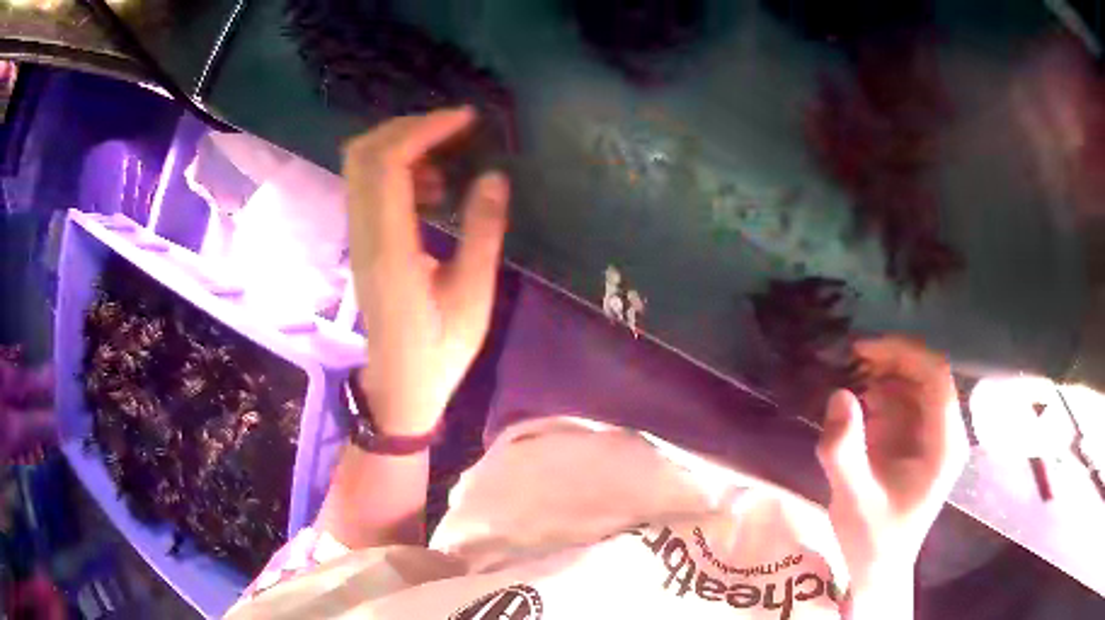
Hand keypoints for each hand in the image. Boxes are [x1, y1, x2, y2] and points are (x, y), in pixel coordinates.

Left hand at [343, 107, 509, 434]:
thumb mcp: (474, 295)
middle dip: (409, 127)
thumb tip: (493, 176)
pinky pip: (369, 187)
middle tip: (455, 129)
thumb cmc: (440, 351)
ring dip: (403, 146)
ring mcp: (358, 238)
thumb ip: (483, 231)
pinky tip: (432, 190)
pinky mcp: (363, 243)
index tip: (465, 120)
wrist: (398, 387)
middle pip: (364, 154)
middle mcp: (365, 235)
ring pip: (361, 167)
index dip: (424, 129)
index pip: (388, 165)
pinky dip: (399, 171)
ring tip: (448, 160)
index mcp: (391, 249)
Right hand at [816, 337, 967, 597]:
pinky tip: (857, 402)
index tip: (862, 350)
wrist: (879, 569)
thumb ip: (844, 451)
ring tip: (847, 378)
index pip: (936, 376)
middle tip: (848, 361)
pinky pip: (904, 403)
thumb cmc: (872, 540)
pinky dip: (880, 394)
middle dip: (889, 361)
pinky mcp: (919, 442)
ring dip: (883, 375)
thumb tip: (839, 394)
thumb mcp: (853, 500)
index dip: (902, 353)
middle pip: (926, 375)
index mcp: (944, 445)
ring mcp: (934, 436)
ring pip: (915, 384)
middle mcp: (946, 433)